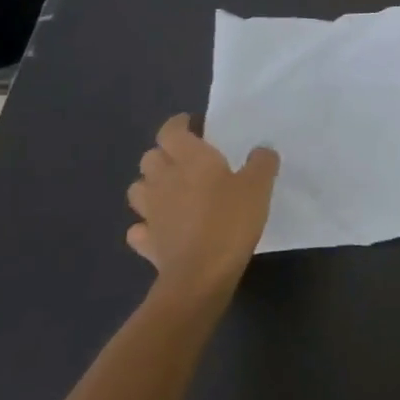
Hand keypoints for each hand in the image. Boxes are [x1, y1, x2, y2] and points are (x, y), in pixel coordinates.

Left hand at [125, 114, 278, 305]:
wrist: (200, 275)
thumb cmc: (230, 221)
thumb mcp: (259, 186)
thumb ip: (261, 162)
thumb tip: (260, 151)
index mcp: (189, 159)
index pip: (171, 130)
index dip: (179, 124)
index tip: (193, 125)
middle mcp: (163, 179)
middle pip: (150, 156)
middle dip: (164, 154)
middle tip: (187, 160)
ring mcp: (150, 212)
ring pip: (138, 188)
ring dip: (151, 185)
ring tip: (171, 192)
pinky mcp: (146, 242)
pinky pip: (139, 228)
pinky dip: (147, 225)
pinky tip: (162, 228)